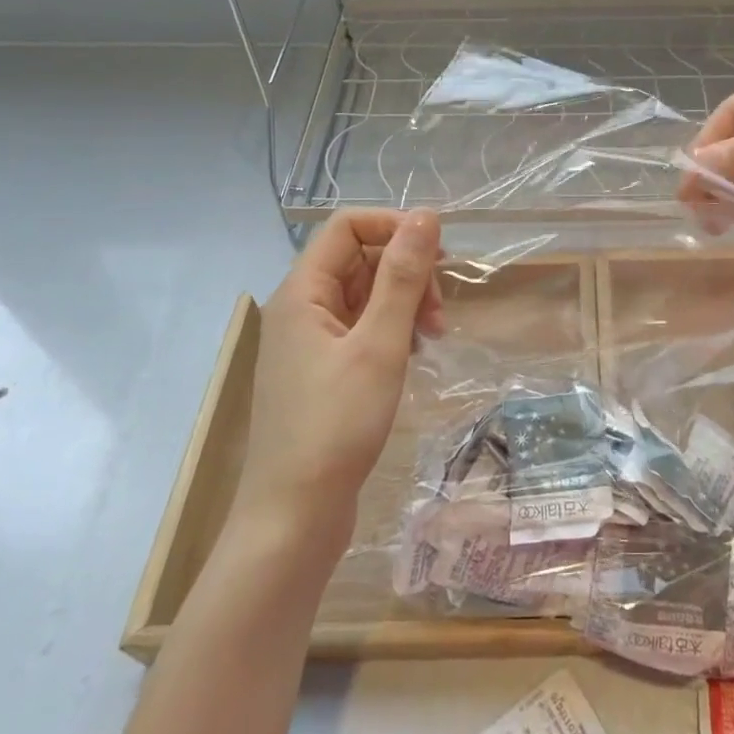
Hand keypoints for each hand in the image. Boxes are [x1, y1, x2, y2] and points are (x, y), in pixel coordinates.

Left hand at [237, 210, 443, 547]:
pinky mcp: (321, 371)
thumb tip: (426, 216)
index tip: (439, 256)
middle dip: (406, 273)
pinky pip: (360, 328)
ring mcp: (309, 342)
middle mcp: (301, 308)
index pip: (347, 225)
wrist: (294, 517)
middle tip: (439, 313)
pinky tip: (412, 355)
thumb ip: (403, 277)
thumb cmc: (336, 426)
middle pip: (358, 259)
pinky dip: (391, 331)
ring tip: (431, 338)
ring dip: (403, 303)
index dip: (395, 227)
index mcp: (302, 292)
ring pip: (363, 295)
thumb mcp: (379, 344)